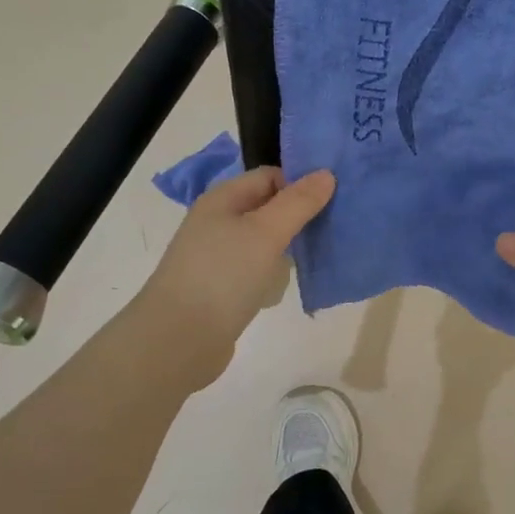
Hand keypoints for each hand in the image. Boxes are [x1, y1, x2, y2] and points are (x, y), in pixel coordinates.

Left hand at [130, 166, 335, 388]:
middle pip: (267, 208)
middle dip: (299, 215)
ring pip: (264, 241)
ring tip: (319, 256)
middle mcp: (218, 222)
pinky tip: (288, 286)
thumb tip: (326, 174)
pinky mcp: (223, 287)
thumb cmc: (222, 276)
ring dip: (290, 247)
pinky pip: (257, 269)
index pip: (269, 176)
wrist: (179, 339)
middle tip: (335, 227)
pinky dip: (275, 274)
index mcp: (222, 200)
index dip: (300, 183)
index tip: (334, 200)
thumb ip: (297, 203)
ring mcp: (218, 257)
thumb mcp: (265, 232)